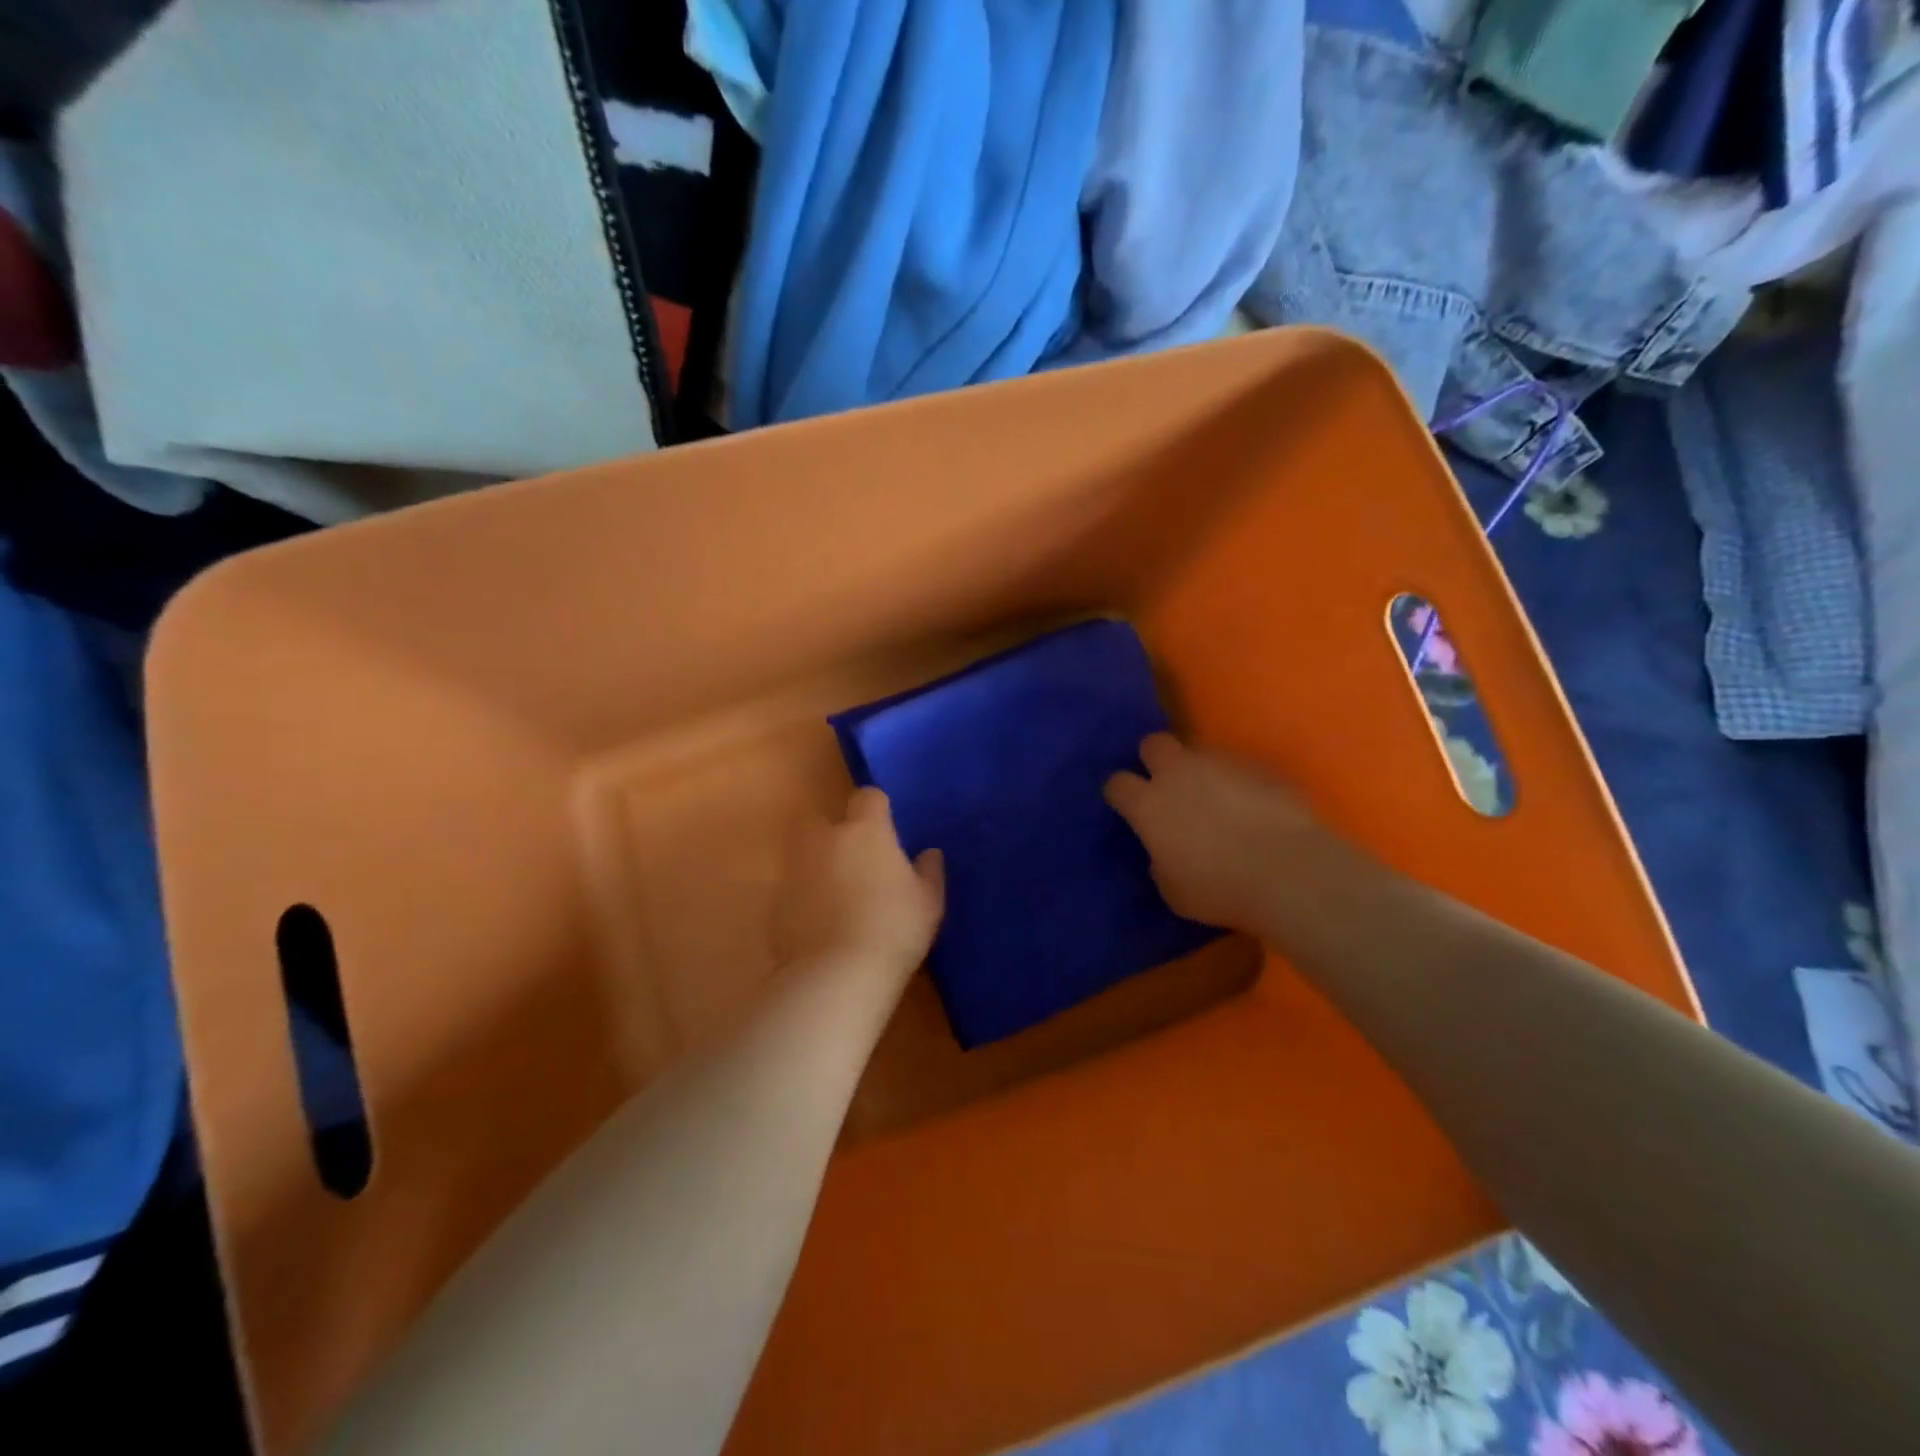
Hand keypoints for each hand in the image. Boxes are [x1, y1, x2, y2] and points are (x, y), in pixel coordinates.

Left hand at [778, 788, 944, 974]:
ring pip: (809, 855)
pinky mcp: (778, 901)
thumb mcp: (928, 902)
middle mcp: (826, 838)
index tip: (888, 830)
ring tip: (842, 899)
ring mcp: (796, 869)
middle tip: (864, 865)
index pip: (868, 797)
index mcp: (866, 830)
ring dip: (823, 867)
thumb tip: (929, 853)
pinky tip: (823, 925)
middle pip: (830, 822)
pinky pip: (797, 888)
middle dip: (843, 836)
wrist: (835, 975)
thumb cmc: (893, 928)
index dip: (877, 810)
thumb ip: (929, 871)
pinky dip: (807, 898)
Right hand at [1104, 734, 1314, 932]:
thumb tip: (1163, 855)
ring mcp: (1222, 764)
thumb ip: (1160, 864)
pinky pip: (1239, 767)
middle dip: (1154, 759)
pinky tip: (1253, 808)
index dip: (1120, 794)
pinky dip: (1239, 783)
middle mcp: (1179, 773)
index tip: (1128, 807)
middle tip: (1167, 786)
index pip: (1117, 783)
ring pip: (1199, 751)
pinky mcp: (1260, 767)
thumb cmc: (1219, 889)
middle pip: (1153, 744)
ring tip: (1216, 799)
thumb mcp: (1173, 891)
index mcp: (1148, 804)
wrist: (1288, 872)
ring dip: (1200, 770)